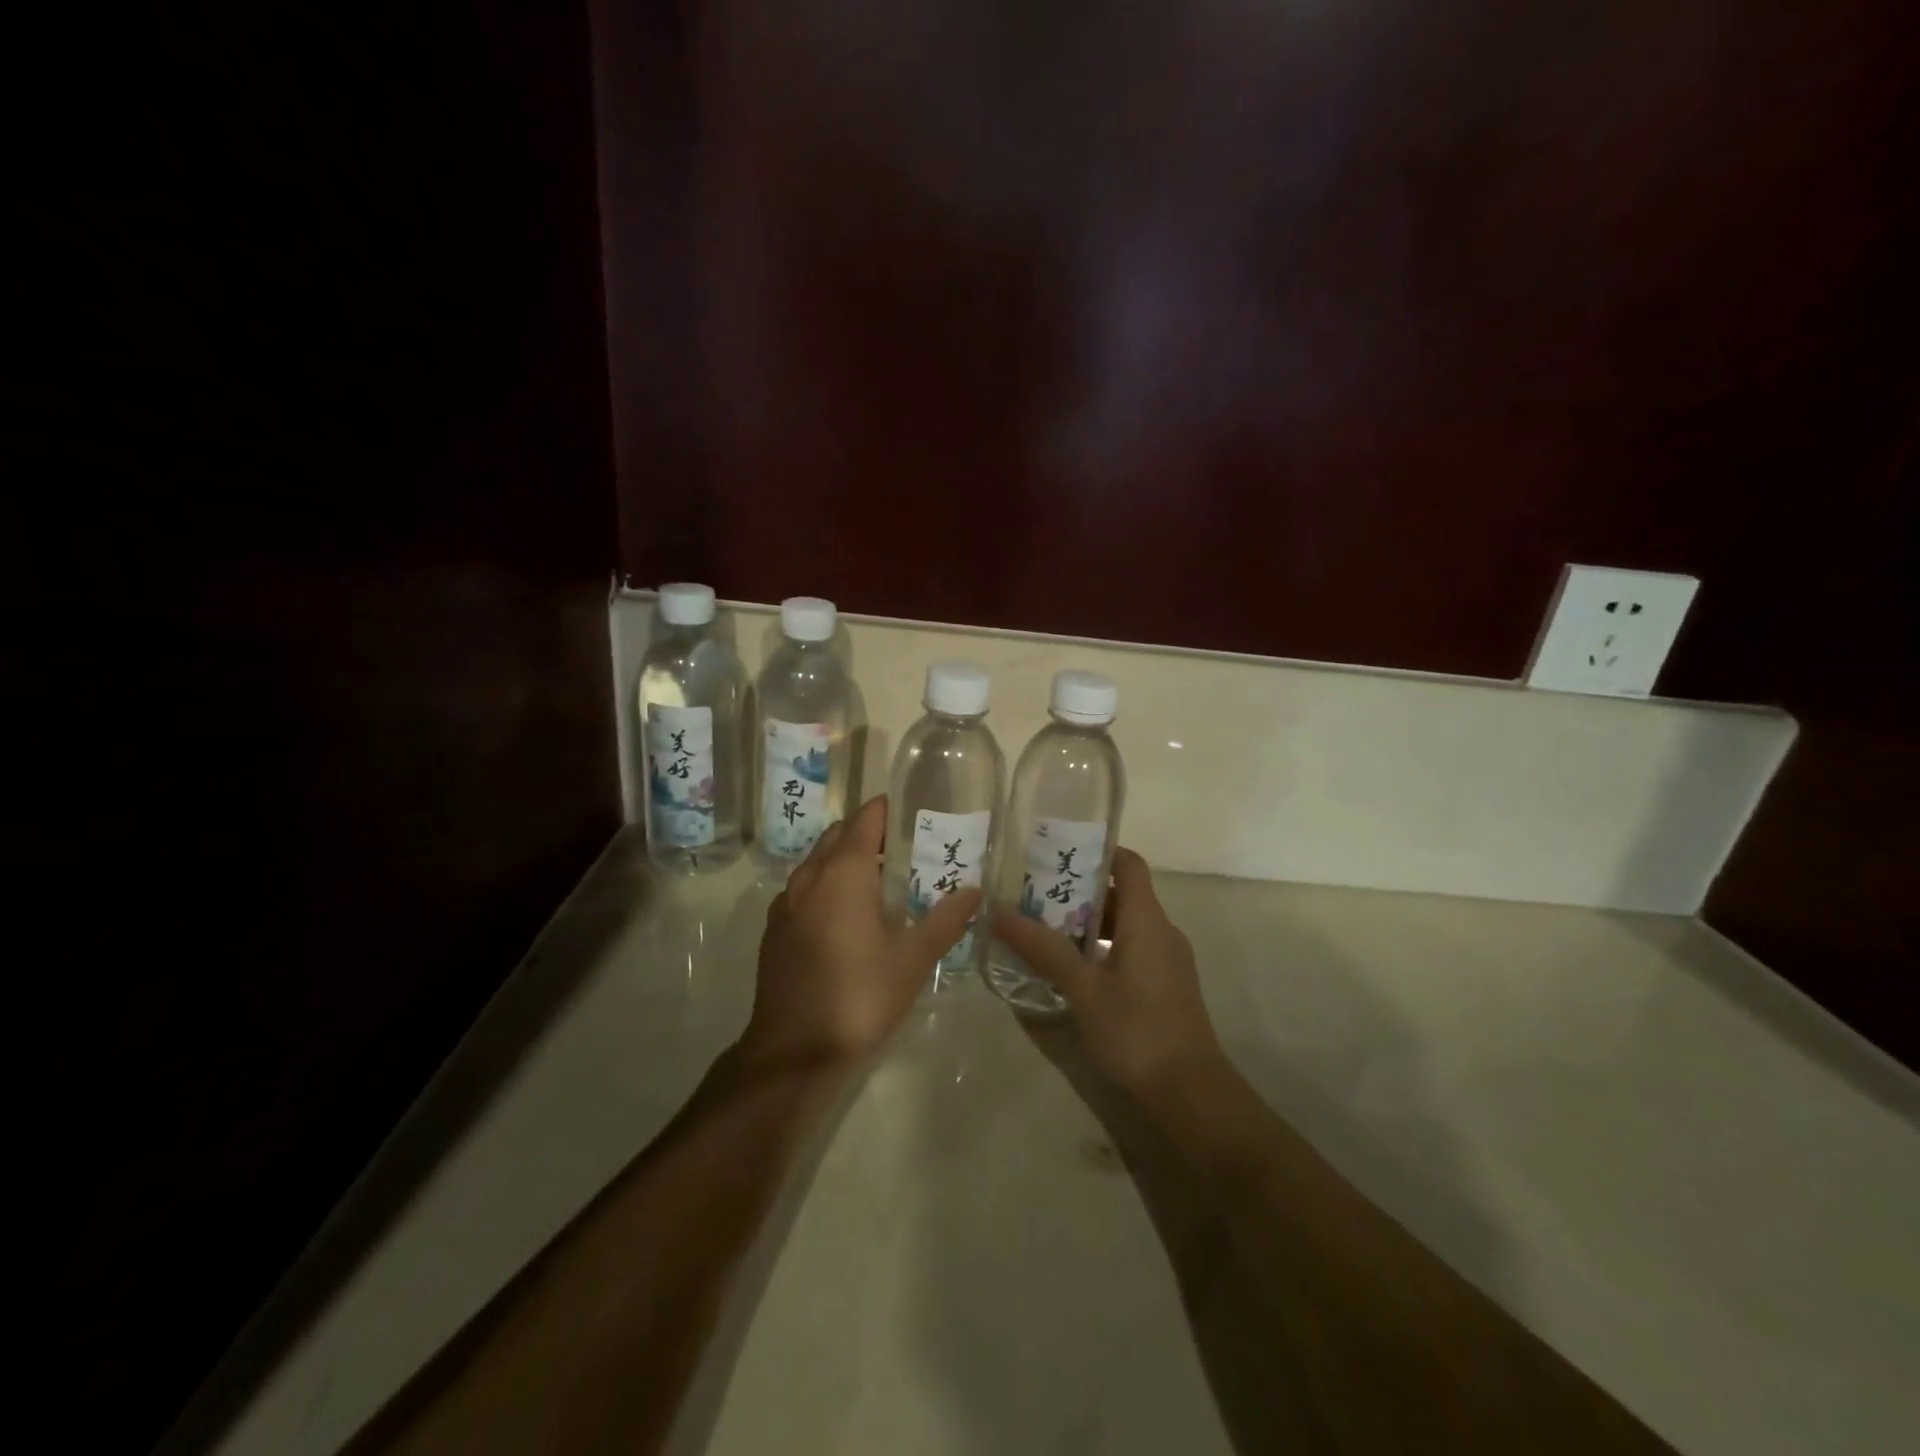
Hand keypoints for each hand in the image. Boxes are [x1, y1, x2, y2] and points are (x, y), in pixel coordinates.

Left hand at [742, 795, 980, 1069]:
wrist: (793, 1052)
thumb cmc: (860, 996)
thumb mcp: (913, 959)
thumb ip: (945, 920)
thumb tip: (974, 891)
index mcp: (843, 873)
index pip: (865, 819)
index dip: (888, 810)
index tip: (914, 813)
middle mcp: (810, 877)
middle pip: (839, 835)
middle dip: (869, 833)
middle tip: (906, 847)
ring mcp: (786, 903)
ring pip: (818, 862)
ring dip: (845, 859)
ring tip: (880, 879)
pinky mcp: (775, 930)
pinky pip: (804, 889)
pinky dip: (826, 885)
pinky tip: (847, 916)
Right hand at [991, 848, 1225, 1095]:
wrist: (1190, 1096)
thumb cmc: (1137, 1030)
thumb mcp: (1083, 988)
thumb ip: (1043, 949)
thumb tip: (998, 913)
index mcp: (1147, 920)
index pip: (1128, 863)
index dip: (1096, 852)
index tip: (1056, 853)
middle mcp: (1160, 932)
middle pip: (1120, 894)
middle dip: (1078, 892)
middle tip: (1033, 895)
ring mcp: (1165, 962)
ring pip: (1122, 926)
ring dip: (1085, 924)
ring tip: (1040, 929)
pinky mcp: (1163, 988)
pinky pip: (1128, 952)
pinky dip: (1098, 950)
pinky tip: (1067, 970)